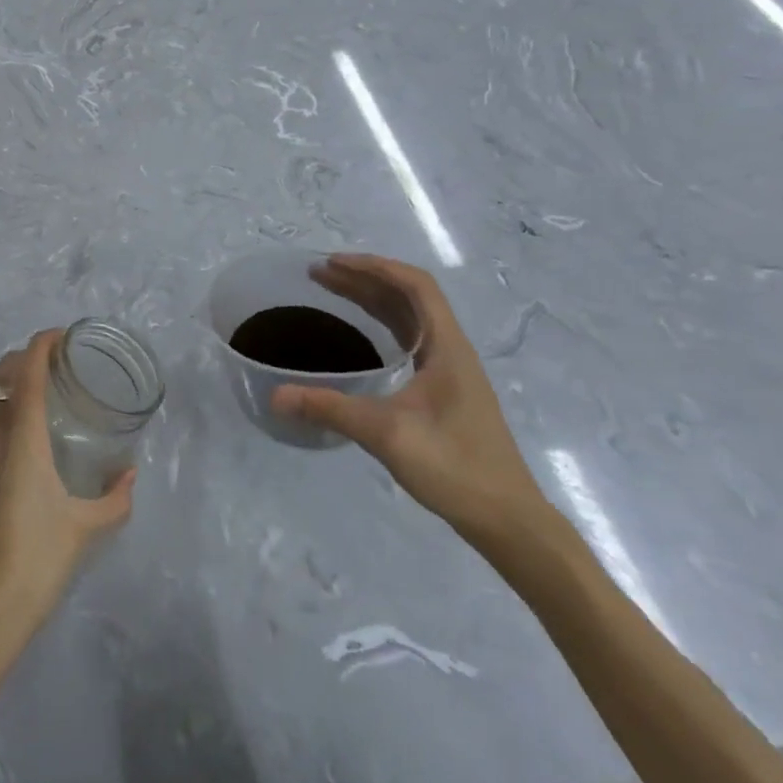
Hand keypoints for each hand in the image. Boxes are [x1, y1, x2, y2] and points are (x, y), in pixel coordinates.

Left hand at [0, 329, 134, 649]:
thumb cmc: (38, 561)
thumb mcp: (87, 528)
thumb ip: (115, 497)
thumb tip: (129, 474)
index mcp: (22, 437)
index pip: (27, 371)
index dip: (42, 344)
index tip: (60, 337)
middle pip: (1, 375)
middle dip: (24, 360)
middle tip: (52, 367)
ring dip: (5, 385)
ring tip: (29, 396)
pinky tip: (3, 435)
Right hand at [270, 255, 549, 550]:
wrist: (508, 520)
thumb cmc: (455, 467)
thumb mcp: (386, 434)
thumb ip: (329, 409)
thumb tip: (275, 395)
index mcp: (447, 347)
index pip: (415, 286)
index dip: (375, 267)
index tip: (333, 263)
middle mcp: (451, 349)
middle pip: (409, 297)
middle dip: (364, 279)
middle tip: (319, 275)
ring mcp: (450, 370)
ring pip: (409, 318)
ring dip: (372, 299)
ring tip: (331, 292)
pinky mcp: (444, 390)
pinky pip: (409, 339)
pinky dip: (380, 324)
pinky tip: (358, 335)